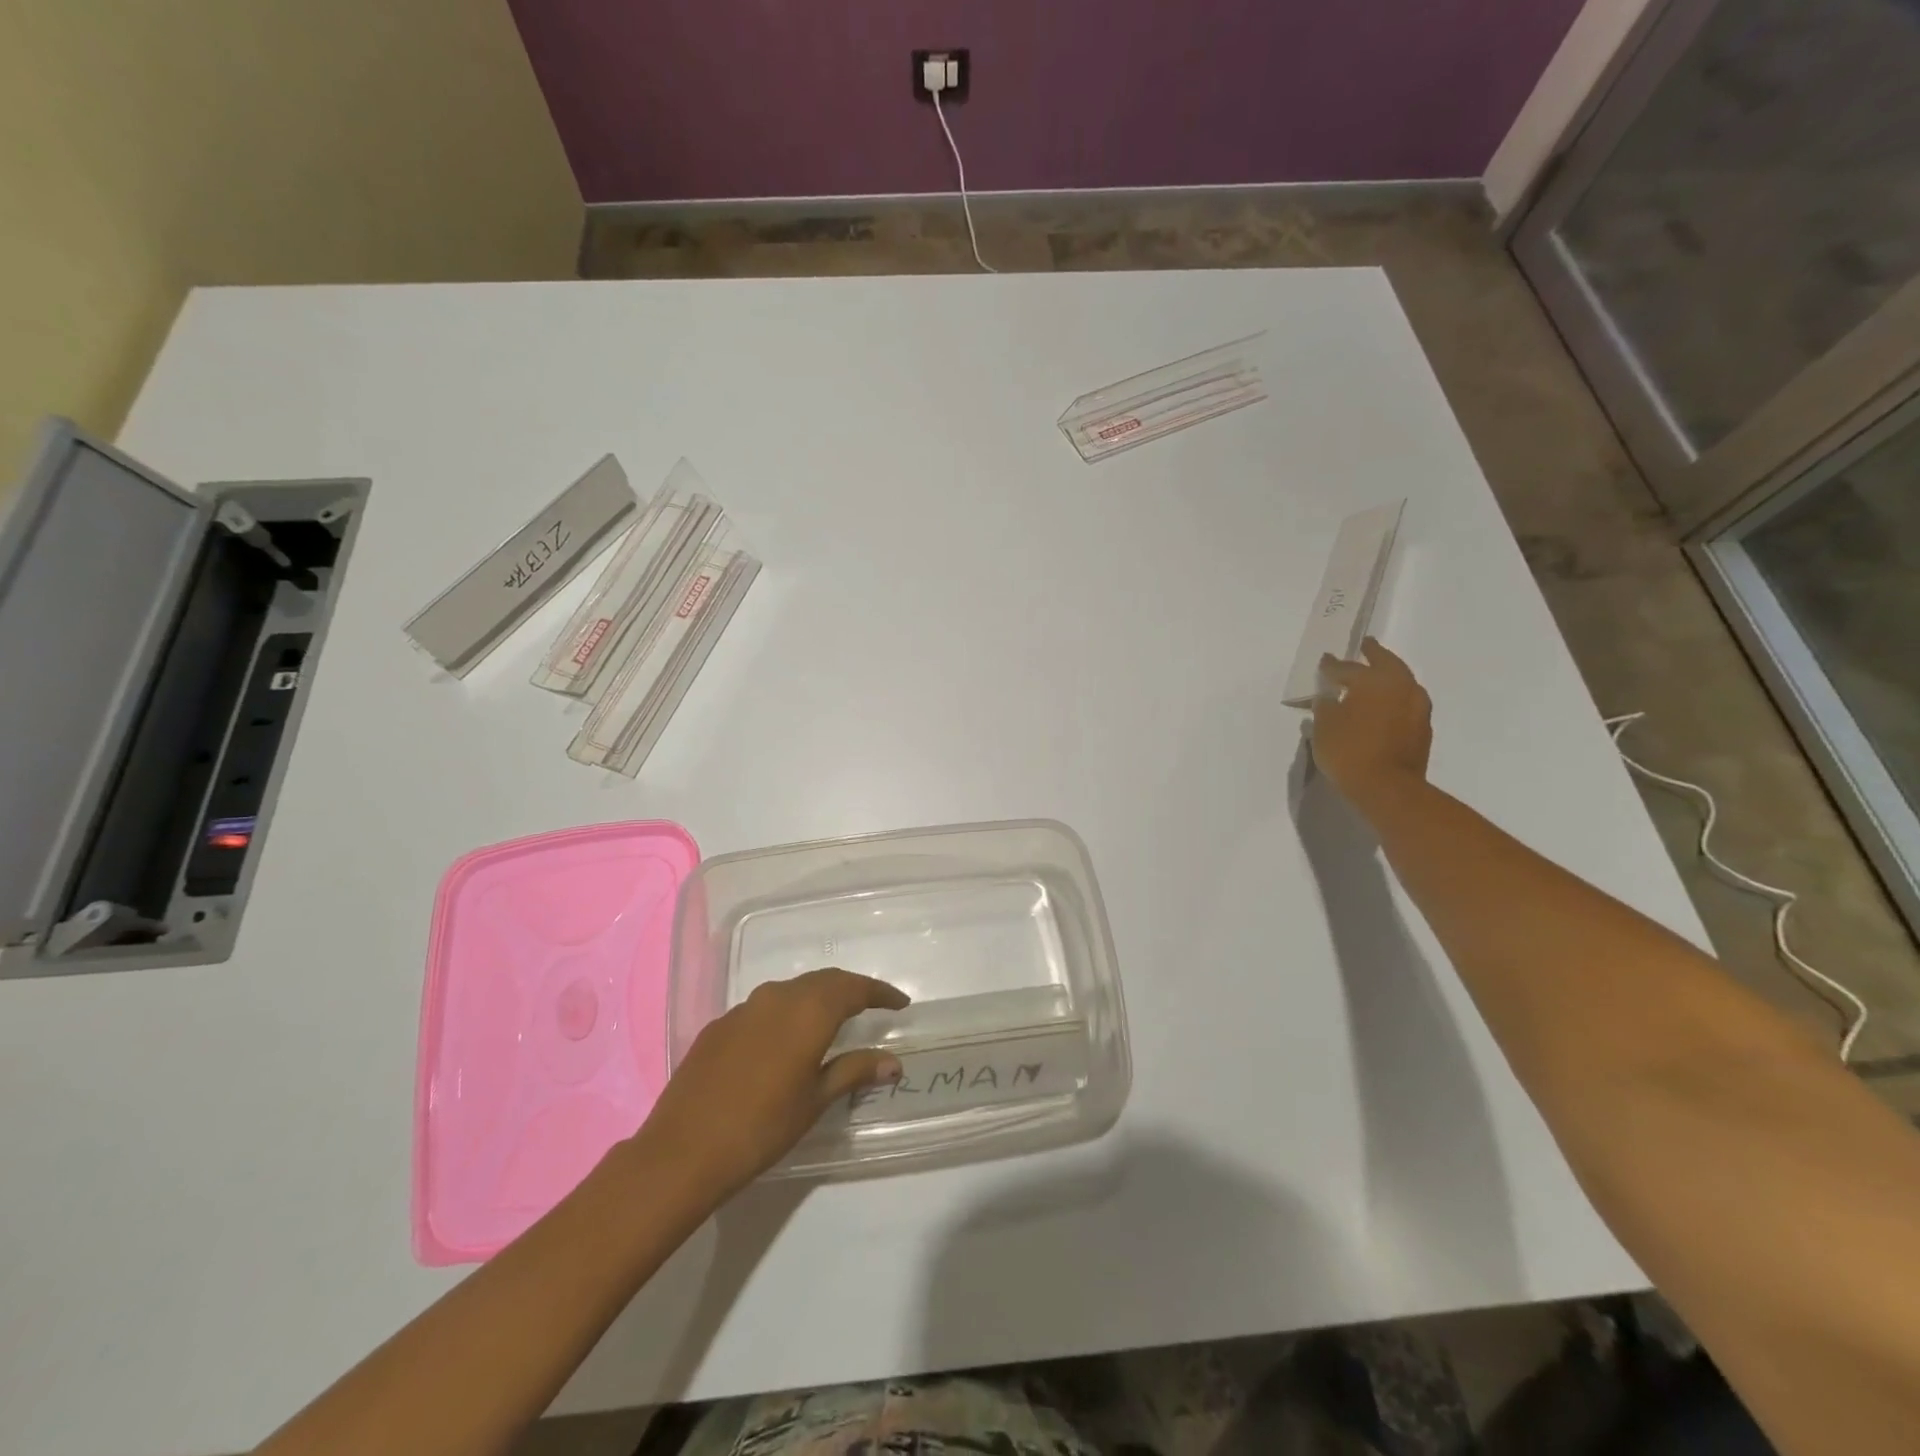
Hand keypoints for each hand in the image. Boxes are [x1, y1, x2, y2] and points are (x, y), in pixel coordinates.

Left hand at [638, 968, 909, 1199]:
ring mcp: (744, 1008)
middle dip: (850, 989)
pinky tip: (785, 1038)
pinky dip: (786, 1013)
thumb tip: (893, 1062)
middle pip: (823, 981)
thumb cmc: (761, 1128)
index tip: (900, 1003)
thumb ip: (854, 1071)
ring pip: (792, 990)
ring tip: (833, 1018)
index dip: (880, 993)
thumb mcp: (815, 1101)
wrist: (682, 1151)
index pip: (853, 988)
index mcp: (808, 1012)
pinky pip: (764, 1007)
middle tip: (871, 1005)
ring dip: (817, 998)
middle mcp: (777, 997)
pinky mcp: (719, 1025)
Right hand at [1310, 636, 1432, 811]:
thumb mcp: (1324, 727)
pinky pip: (1406, 702)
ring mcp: (1416, 707)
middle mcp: (1400, 686)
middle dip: (1374, 654)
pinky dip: (1394, 698)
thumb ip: (1325, 707)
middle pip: (1387, 663)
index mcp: (1373, 681)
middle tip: (1366, 646)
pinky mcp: (1422, 727)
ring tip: (1376, 677)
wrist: (1388, 788)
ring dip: (1389, 676)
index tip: (1325, 661)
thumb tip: (1328, 698)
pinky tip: (1384, 705)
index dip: (1332, 666)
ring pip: (1402, 681)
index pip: (1347, 668)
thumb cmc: (1349, 751)